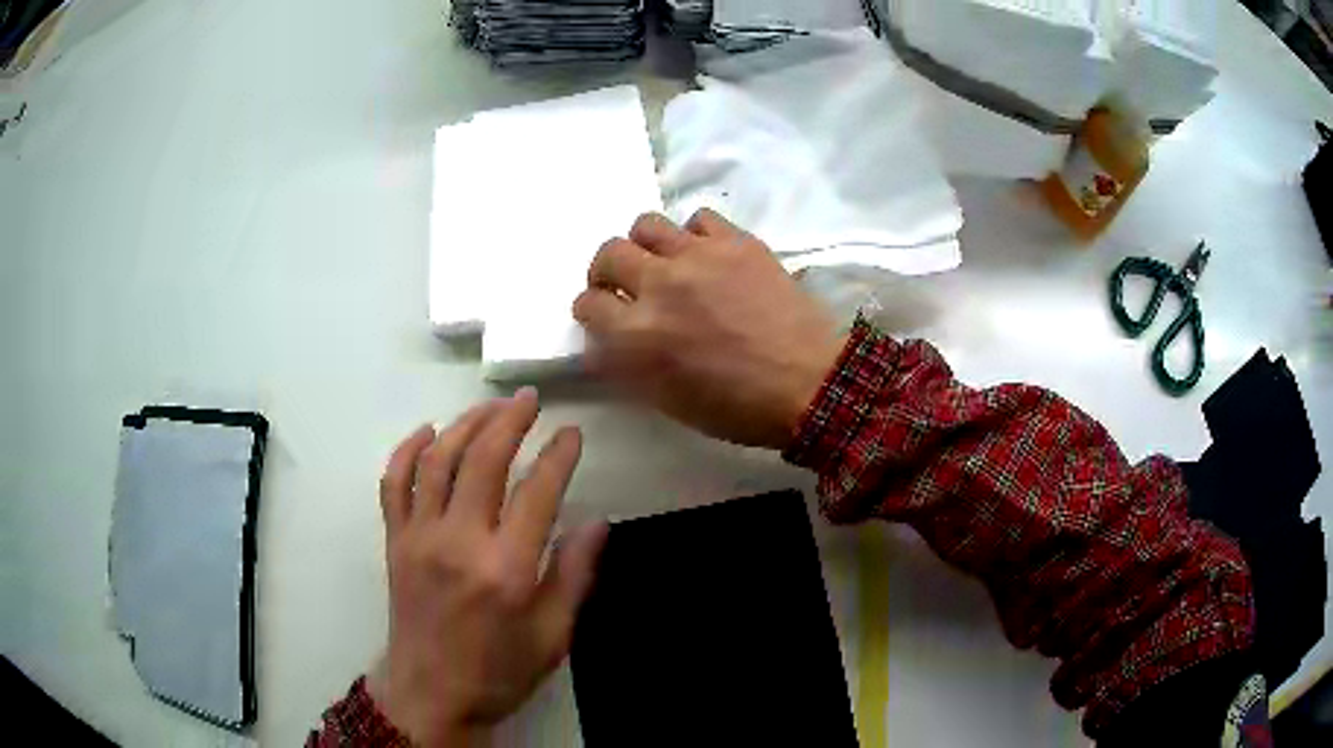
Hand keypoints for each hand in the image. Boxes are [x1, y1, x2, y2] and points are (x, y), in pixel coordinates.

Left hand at [368, 390, 607, 746]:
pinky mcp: (394, 542)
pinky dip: (407, 450)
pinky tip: (426, 432)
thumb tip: (597, 522)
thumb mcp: (553, 637)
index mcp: (506, 570)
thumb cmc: (499, 671)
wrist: (431, 695)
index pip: (537, 492)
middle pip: (483, 459)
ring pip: (438, 460)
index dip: (559, 455)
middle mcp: (459, 542)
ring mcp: (419, 538)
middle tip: (529, 400)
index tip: (572, 434)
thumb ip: (573, 576)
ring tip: (489, 407)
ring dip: (465, 424)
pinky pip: (393, 483)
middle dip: (510, 420)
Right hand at [573, 210, 845, 449]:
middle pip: (608, 254)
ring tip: (662, 262)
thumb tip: (604, 343)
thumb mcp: (667, 401)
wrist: (808, 384)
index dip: (592, 312)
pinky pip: (698, 218)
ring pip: (646, 224)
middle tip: (624, 285)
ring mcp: (698, 256)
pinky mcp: (736, 242)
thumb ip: (627, 366)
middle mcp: (659, 285)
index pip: (588, 305)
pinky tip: (706, 255)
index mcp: (637, 335)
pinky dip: (693, 234)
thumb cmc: (737, 407)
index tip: (604, 317)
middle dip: (606, 272)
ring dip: (645, 244)